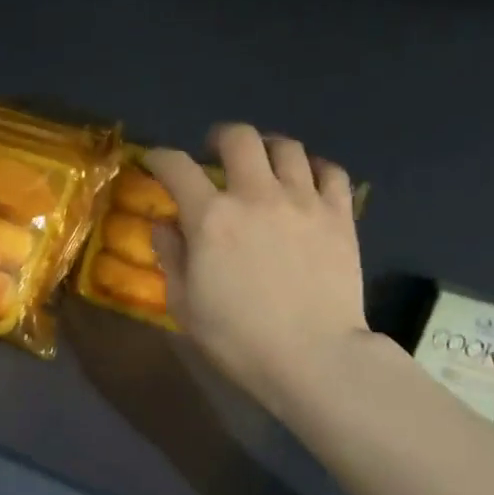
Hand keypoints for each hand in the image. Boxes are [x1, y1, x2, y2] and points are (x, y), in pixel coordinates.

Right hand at [142, 126, 368, 410]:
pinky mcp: (339, 215)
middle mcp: (256, 195)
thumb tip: (166, 224)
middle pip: (239, 138)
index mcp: (210, 217)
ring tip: (262, 164)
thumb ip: (171, 256)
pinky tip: (305, 182)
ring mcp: (303, 201)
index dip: (160, 157)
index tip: (154, 162)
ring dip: (267, 149)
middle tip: (214, 153)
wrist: (313, 356)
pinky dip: (313, 169)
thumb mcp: (184, 303)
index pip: (177, 166)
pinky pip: (330, 171)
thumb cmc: (237, 337)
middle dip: (220, 138)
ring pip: (287, 147)